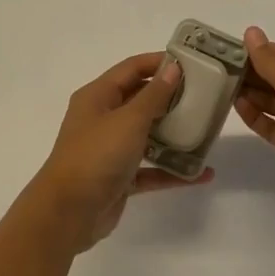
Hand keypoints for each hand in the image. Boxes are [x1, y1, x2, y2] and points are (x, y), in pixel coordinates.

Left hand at [25, 52, 211, 251]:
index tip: (191, 63)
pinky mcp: (119, 178)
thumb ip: (154, 95)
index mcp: (97, 97)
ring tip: (206, 131)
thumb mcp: (128, 120)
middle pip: (140, 100)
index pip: (131, 69)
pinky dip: (171, 170)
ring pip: (146, 135)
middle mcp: (102, 119)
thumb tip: (172, 68)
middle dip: (170, 98)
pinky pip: (150, 169)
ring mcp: (109, 150)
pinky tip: (200, 174)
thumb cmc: (96, 156)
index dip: (158, 62)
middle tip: (205, 96)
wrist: (68, 213)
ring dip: (174, 134)